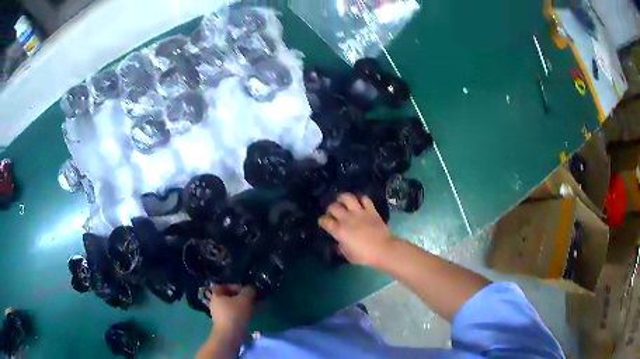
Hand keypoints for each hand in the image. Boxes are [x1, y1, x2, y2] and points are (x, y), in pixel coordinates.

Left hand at [207, 285, 254, 335]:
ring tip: (259, 305)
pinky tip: (256, 313)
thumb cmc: (235, 313)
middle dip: (244, 296)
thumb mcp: (244, 299)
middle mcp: (217, 303)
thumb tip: (251, 288)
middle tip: (255, 297)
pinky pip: (237, 314)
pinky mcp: (228, 323)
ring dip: (247, 305)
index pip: (226, 285)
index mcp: (216, 294)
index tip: (247, 290)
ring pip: (236, 306)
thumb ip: (248, 290)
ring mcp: (222, 314)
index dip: (237, 286)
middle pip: (231, 296)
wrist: (230, 335)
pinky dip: (246, 312)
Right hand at [319, 193, 395, 266]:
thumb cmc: (365, 256)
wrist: (383, 249)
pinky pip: (364, 199)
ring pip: (347, 197)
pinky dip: (361, 199)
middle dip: (330, 209)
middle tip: (333, 213)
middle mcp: (347, 219)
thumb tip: (339, 242)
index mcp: (339, 231)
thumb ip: (341, 247)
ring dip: (343, 198)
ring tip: (343, 201)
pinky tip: (360, 203)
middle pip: (333, 207)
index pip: (325, 221)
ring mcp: (360, 212)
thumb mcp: (348, 255)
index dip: (322, 221)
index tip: (323, 222)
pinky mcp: (371, 210)